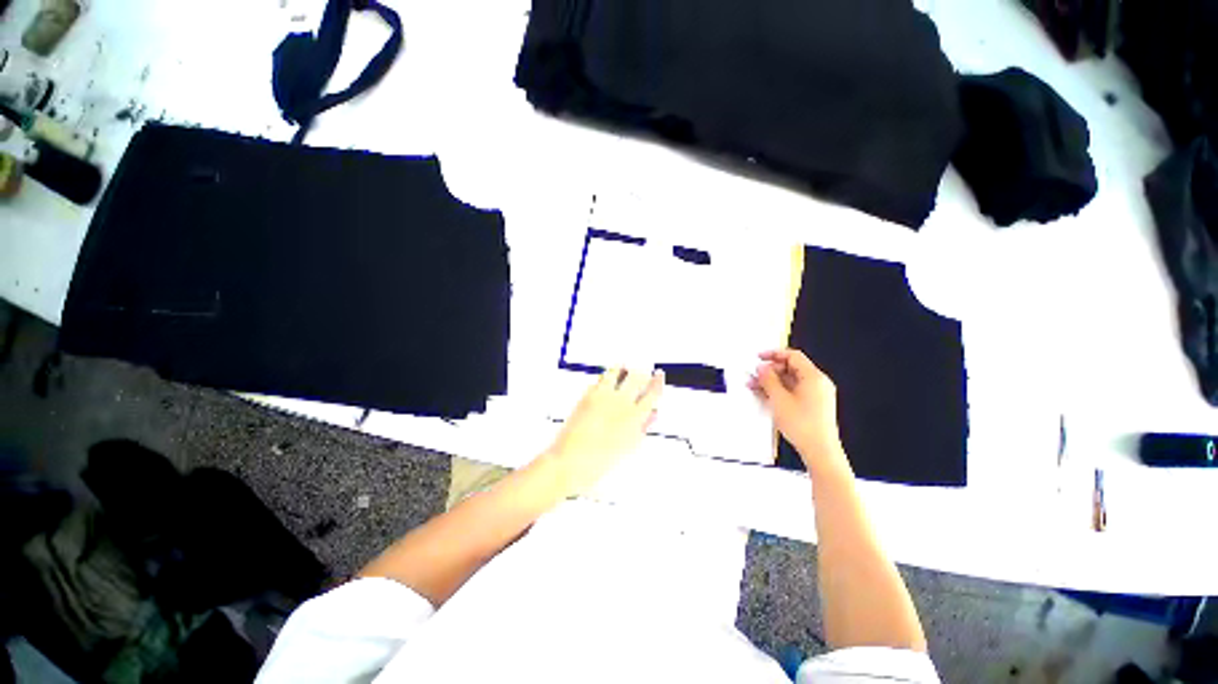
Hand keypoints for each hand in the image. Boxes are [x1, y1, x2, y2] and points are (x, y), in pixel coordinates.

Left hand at [539, 367, 664, 496]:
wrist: (572, 461)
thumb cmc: (602, 461)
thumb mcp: (630, 447)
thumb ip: (643, 427)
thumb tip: (651, 415)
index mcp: (635, 416)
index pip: (653, 393)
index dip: (658, 382)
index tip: (659, 375)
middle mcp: (621, 402)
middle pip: (637, 377)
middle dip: (642, 371)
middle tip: (643, 369)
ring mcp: (603, 396)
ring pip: (616, 372)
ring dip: (622, 368)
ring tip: (624, 366)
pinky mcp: (587, 395)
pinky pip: (599, 379)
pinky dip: (605, 377)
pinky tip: (606, 378)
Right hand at [749, 349, 843, 465]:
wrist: (820, 451)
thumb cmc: (803, 426)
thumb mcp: (779, 399)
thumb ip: (768, 380)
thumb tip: (762, 368)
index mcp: (814, 377)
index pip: (793, 356)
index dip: (774, 354)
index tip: (759, 357)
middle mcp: (818, 383)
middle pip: (791, 368)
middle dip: (770, 371)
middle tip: (754, 376)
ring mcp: (817, 395)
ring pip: (791, 381)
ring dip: (772, 382)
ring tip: (755, 387)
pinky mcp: (813, 406)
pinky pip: (794, 391)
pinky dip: (780, 391)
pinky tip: (765, 396)